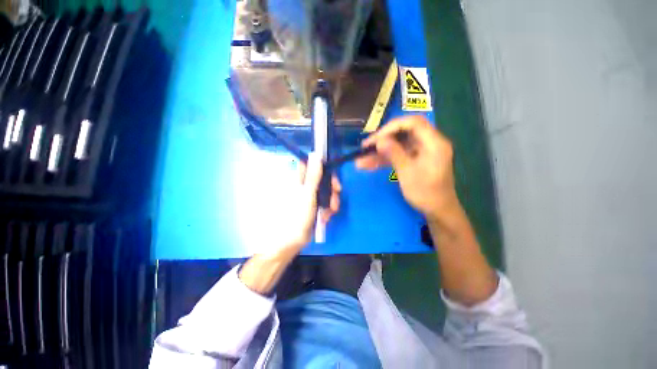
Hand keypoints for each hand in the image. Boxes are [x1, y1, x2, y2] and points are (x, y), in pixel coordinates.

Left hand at [286, 153, 341, 250]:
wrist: (293, 240)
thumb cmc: (297, 215)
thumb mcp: (308, 194)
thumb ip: (313, 175)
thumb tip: (315, 154)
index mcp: (300, 180)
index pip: (312, 166)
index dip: (322, 165)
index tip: (332, 171)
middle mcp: (306, 186)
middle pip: (323, 178)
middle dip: (332, 186)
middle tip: (337, 191)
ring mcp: (311, 197)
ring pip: (327, 191)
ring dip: (332, 200)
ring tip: (330, 211)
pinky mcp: (316, 206)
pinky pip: (327, 202)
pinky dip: (329, 209)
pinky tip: (326, 217)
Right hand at [356, 116, 457, 220]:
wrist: (437, 210)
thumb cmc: (426, 193)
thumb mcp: (408, 173)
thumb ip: (394, 154)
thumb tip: (379, 140)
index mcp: (434, 142)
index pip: (413, 123)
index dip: (392, 127)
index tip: (375, 139)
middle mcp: (428, 142)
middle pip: (403, 133)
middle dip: (382, 140)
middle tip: (365, 147)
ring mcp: (421, 151)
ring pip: (397, 145)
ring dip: (380, 152)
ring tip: (361, 160)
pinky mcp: (415, 159)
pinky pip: (398, 155)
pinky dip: (385, 159)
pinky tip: (370, 165)